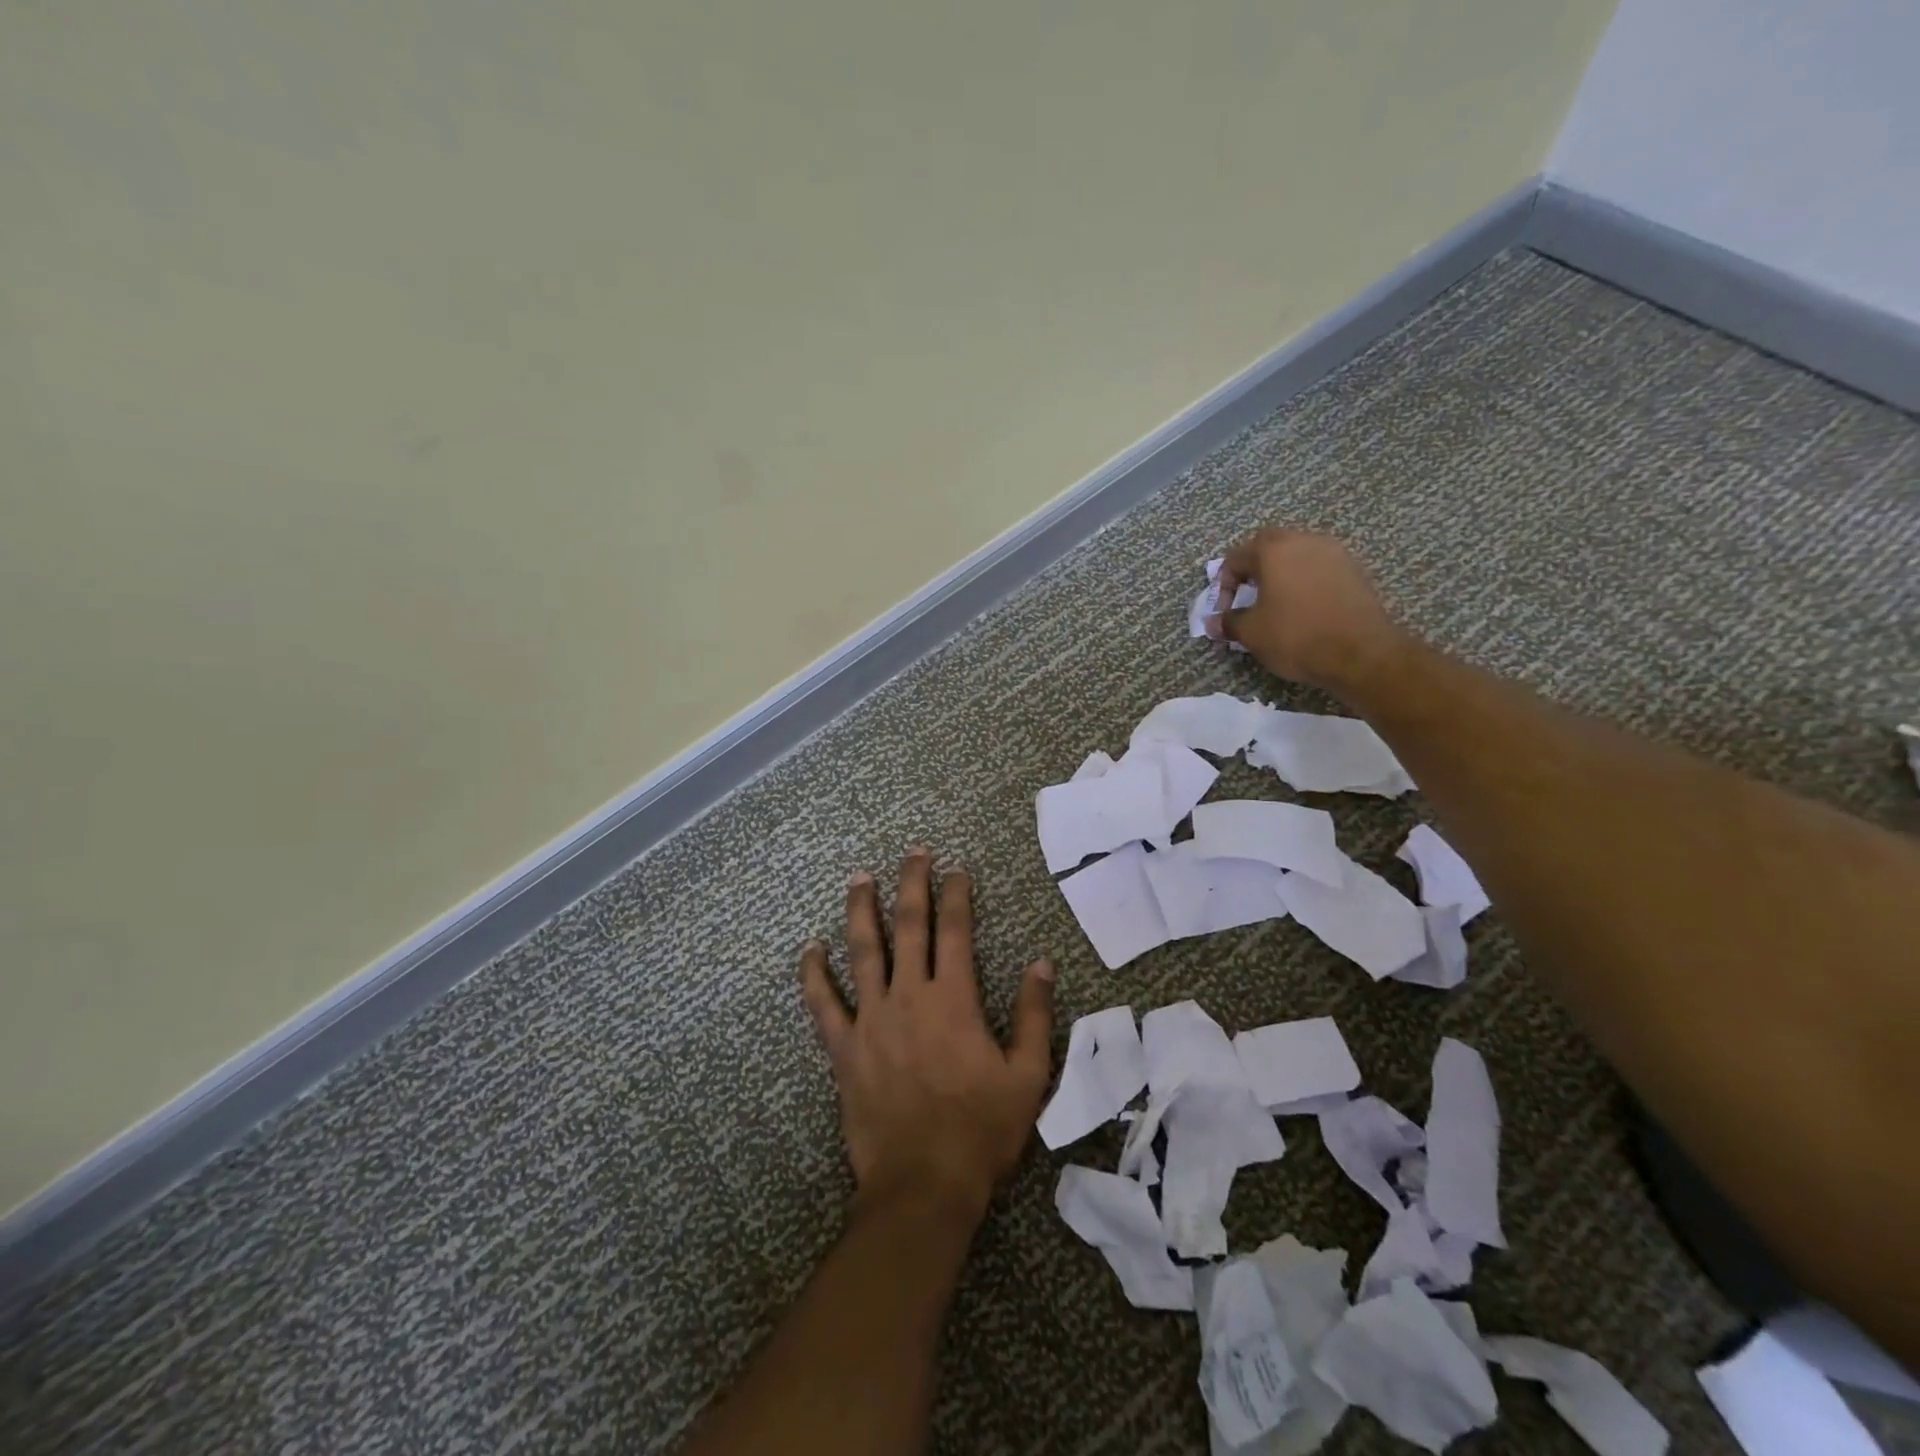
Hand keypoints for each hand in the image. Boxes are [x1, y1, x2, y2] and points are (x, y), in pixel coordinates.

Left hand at [799, 849, 1055, 1224]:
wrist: (924, 1185)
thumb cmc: (981, 1130)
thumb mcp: (1027, 1075)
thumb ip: (1034, 1015)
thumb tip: (1041, 964)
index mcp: (954, 1000)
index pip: (956, 931)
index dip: (957, 895)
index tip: (957, 869)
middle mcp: (910, 996)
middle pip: (909, 926)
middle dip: (913, 884)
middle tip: (913, 852)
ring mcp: (872, 1020)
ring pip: (863, 951)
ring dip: (861, 910)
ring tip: (860, 877)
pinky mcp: (845, 1048)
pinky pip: (823, 1004)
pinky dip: (814, 974)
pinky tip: (810, 948)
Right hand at [1207, 527, 1407, 699]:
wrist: (1360, 652)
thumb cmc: (1296, 636)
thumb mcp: (1252, 633)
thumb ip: (1229, 622)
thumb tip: (1213, 622)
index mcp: (1274, 550)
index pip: (1236, 557)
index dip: (1224, 584)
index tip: (1225, 610)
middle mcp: (1304, 541)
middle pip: (1269, 546)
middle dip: (1253, 569)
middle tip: (1248, 596)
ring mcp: (1334, 553)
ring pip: (1297, 554)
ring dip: (1282, 573)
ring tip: (1276, 602)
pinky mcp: (1354, 569)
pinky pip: (1319, 567)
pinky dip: (1305, 581)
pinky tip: (1304, 607)